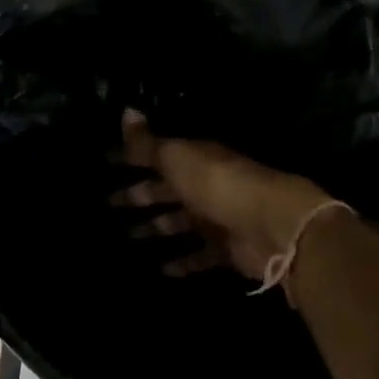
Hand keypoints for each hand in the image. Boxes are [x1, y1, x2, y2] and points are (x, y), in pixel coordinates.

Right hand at [113, 111, 334, 280]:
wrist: (273, 225)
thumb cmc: (220, 185)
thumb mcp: (179, 158)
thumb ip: (149, 143)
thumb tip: (125, 110)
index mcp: (196, 159)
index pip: (157, 156)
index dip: (131, 159)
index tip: (105, 163)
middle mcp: (206, 186)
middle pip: (166, 190)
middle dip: (139, 195)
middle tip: (107, 204)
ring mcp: (218, 219)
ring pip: (179, 223)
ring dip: (156, 229)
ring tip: (127, 238)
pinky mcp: (227, 249)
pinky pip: (198, 256)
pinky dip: (181, 262)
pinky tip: (159, 269)